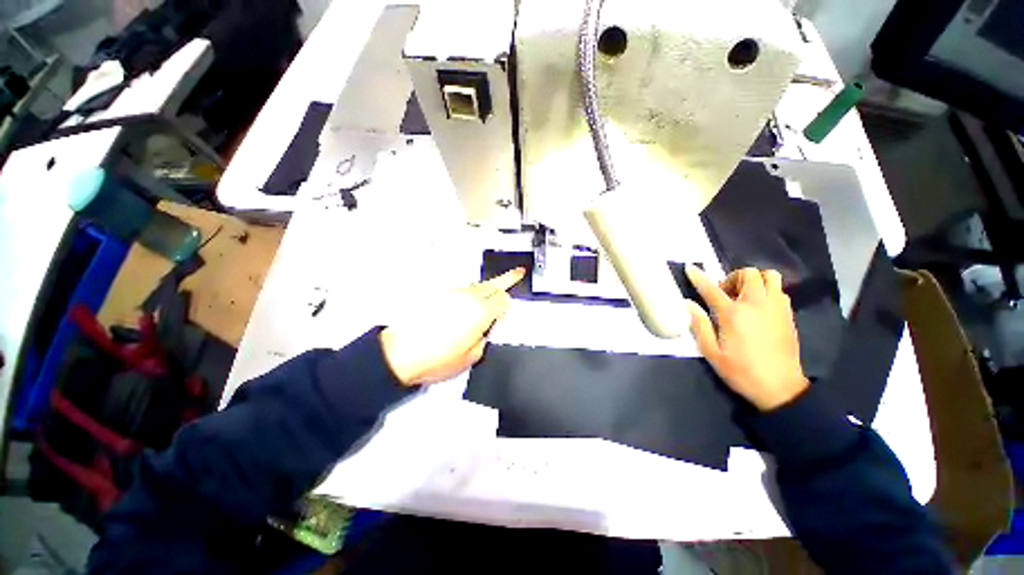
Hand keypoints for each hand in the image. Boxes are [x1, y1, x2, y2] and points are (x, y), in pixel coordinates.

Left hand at [380, 268, 525, 385]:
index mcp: (481, 313)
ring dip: (484, 290)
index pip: (503, 300)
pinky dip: (465, 296)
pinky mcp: (437, 294)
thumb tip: (485, 330)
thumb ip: (484, 339)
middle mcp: (468, 298)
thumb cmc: (436, 359)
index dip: (508, 304)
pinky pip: (459, 292)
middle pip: (493, 284)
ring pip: (476, 286)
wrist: (400, 354)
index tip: (508, 307)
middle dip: (507, 279)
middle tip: (517, 272)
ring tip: (486, 297)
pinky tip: (460, 308)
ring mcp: (452, 293)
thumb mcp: (471, 357)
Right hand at [684, 265, 808, 410]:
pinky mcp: (788, 315)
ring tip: (744, 297)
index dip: (699, 277)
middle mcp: (756, 304)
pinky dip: (767, 291)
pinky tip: (759, 308)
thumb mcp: (711, 352)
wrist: (780, 388)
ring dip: (754, 280)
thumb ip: (699, 325)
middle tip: (725, 294)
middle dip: (733, 277)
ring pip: (769, 277)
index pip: (711, 289)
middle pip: (748, 273)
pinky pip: (779, 291)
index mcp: (733, 314)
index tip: (690, 268)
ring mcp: (776, 308)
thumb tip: (687, 303)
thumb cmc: (740, 371)